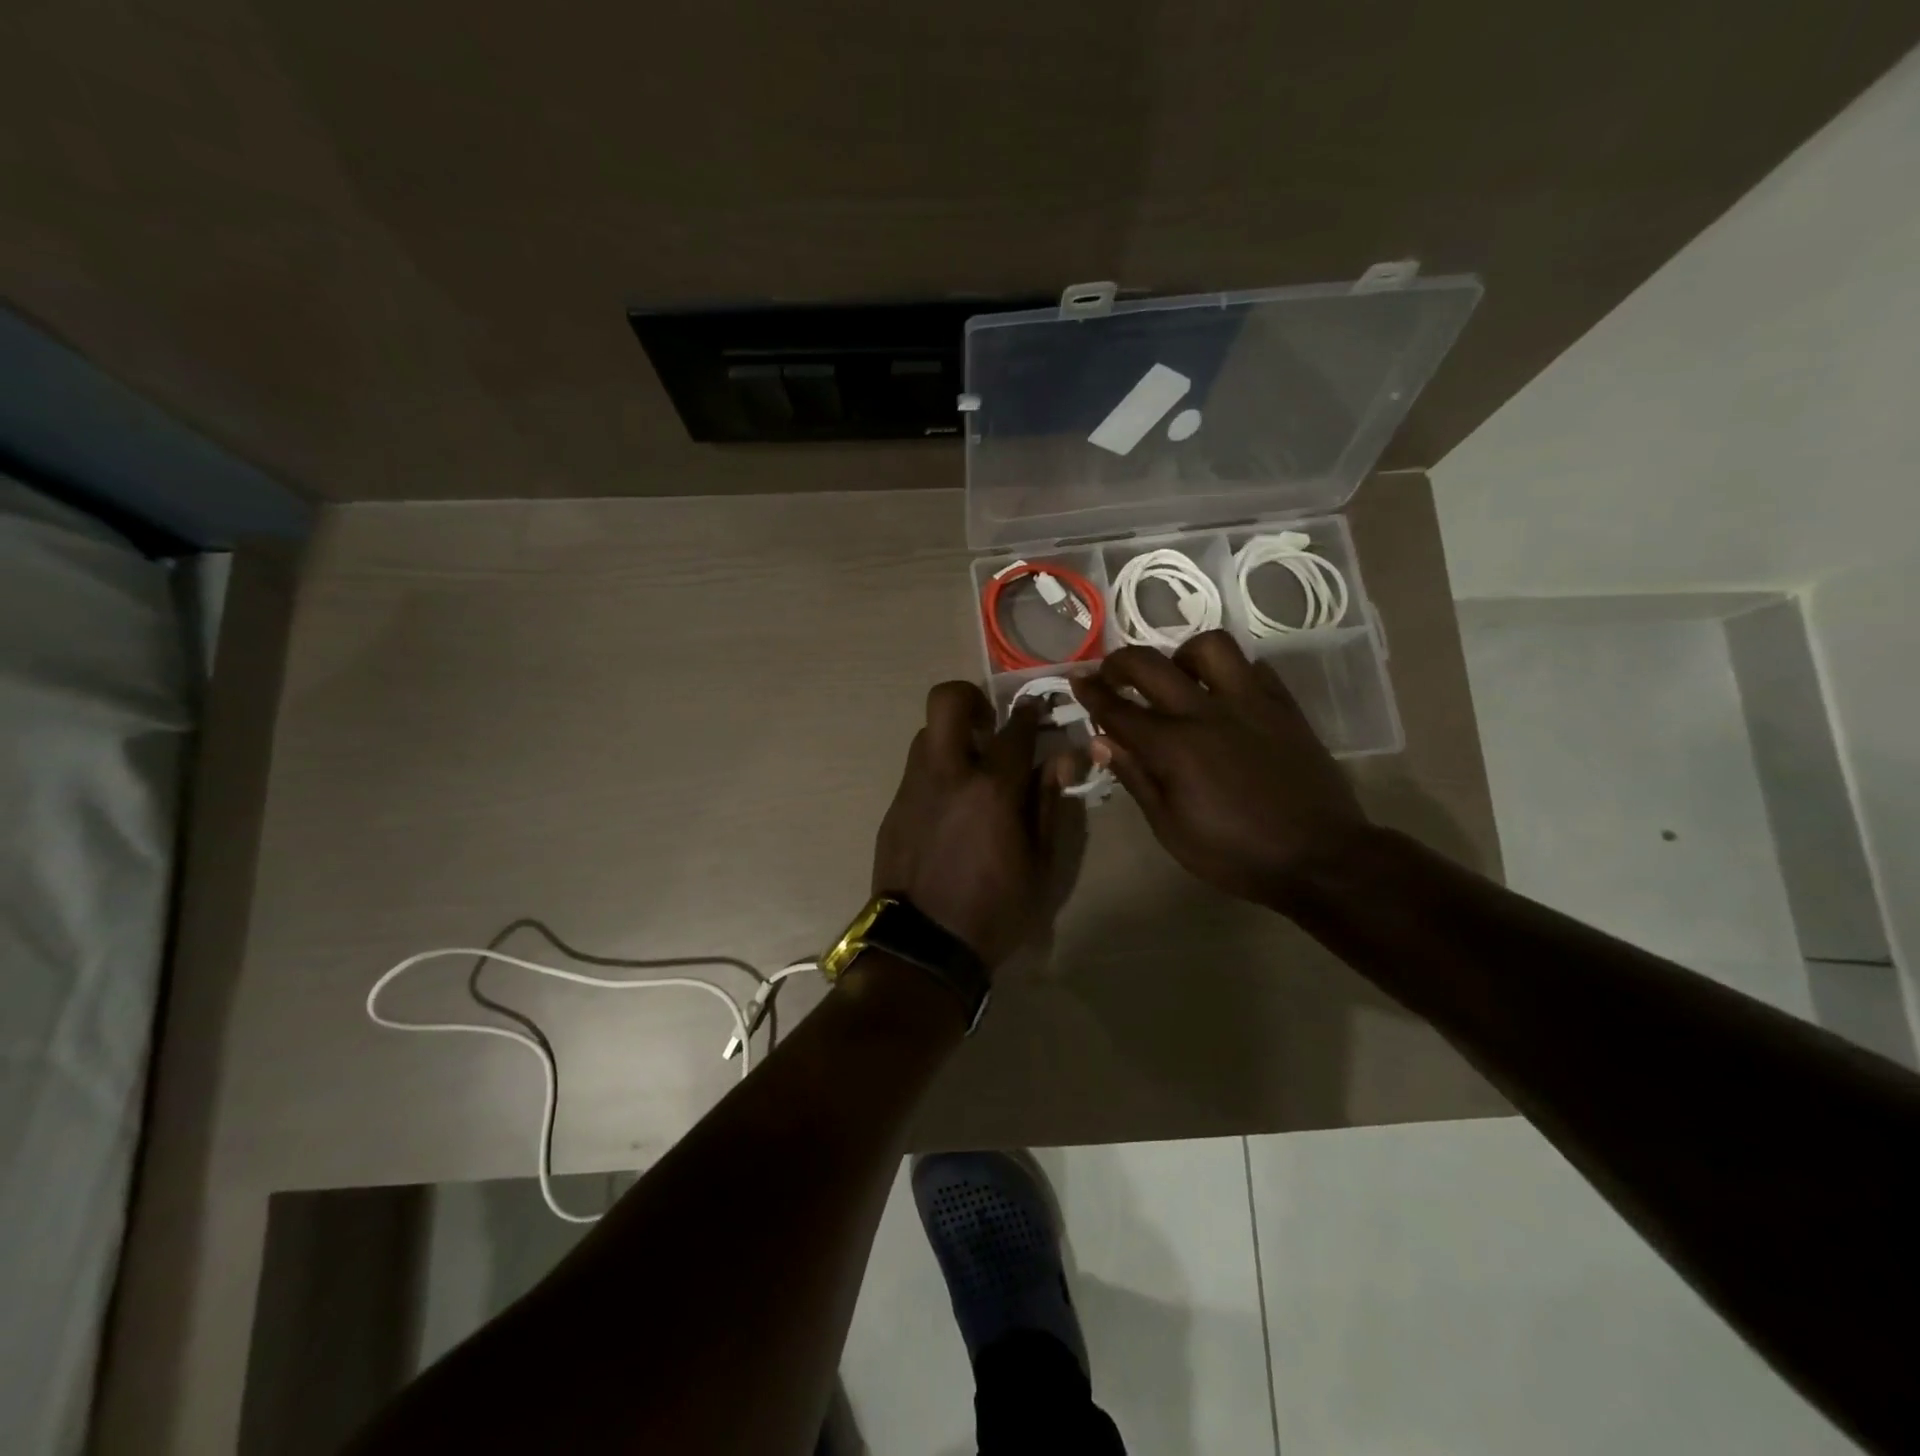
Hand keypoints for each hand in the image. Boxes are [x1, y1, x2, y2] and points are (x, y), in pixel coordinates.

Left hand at [872, 682, 1077, 969]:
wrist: (922, 947)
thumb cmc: (994, 910)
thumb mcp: (1040, 865)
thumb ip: (1049, 804)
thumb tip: (1062, 757)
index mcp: (991, 789)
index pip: (1014, 730)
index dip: (1030, 711)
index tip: (1036, 705)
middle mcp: (947, 775)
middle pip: (946, 701)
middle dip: (970, 698)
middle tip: (989, 724)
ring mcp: (913, 789)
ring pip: (927, 734)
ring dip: (952, 737)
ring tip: (971, 769)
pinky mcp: (893, 809)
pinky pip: (916, 771)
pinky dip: (937, 771)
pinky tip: (950, 805)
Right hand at [1072, 632, 1369, 908]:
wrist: (1319, 858)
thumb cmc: (1234, 853)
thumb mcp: (1170, 828)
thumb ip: (1135, 777)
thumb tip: (1100, 741)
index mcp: (1174, 746)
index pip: (1118, 709)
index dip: (1091, 693)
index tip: (1075, 680)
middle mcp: (1207, 711)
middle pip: (1151, 664)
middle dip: (1120, 662)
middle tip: (1111, 674)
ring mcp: (1251, 702)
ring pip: (1210, 647)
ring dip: (1182, 655)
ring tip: (1177, 678)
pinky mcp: (1284, 706)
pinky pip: (1254, 667)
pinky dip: (1230, 672)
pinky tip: (1224, 693)